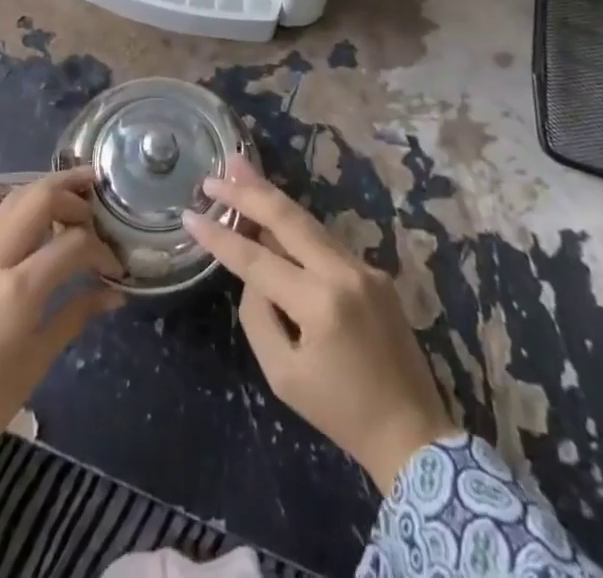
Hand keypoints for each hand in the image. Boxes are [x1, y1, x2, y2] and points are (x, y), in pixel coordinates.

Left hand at [0, 169, 122, 576]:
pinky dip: (22, 220)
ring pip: (11, 204)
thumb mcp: (38, 361)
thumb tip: (113, 294)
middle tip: (97, 199)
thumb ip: (76, 315)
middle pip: (36, 197)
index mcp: (17, 289)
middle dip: (71, 191)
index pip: (72, 243)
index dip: (101, 249)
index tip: (115, 267)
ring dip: (44, 195)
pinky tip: (37, 240)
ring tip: (72, 202)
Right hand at [183, 155, 457, 491]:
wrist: (412, 433)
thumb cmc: (340, 413)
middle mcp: (343, 272)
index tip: (189, 215)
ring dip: (271, 196)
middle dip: (247, 192)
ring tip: (240, 170)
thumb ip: (258, 316)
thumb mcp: (283, 376)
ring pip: (307, 221)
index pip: (256, 259)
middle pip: (287, 218)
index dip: (220, 237)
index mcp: (319, 303)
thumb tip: (253, 274)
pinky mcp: (374, 271)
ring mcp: (363, 267)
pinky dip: (295, 226)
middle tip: (216, 172)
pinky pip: (325, 242)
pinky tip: (273, 213)